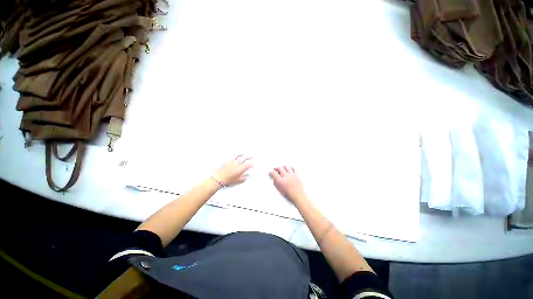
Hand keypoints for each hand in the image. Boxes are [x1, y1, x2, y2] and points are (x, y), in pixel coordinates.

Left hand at [212, 155, 252, 186]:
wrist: (216, 179)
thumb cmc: (227, 181)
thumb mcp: (237, 181)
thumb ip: (244, 177)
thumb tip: (249, 175)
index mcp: (239, 169)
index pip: (248, 164)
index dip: (252, 164)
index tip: (254, 164)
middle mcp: (236, 164)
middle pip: (244, 158)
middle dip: (248, 157)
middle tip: (251, 157)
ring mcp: (230, 161)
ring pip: (237, 154)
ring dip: (242, 153)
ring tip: (244, 153)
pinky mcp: (225, 159)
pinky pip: (230, 154)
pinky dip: (233, 153)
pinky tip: (234, 153)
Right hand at [269, 166, 307, 204]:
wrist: (299, 197)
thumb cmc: (289, 196)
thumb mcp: (280, 190)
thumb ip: (276, 183)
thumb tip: (274, 177)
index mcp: (281, 182)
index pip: (273, 173)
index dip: (271, 172)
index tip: (271, 172)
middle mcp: (286, 177)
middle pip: (279, 168)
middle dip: (276, 168)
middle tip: (275, 170)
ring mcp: (292, 175)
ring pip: (286, 166)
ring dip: (283, 167)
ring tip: (282, 169)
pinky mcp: (297, 175)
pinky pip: (293, 168)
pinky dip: (290, 168)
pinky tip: (288, 169)